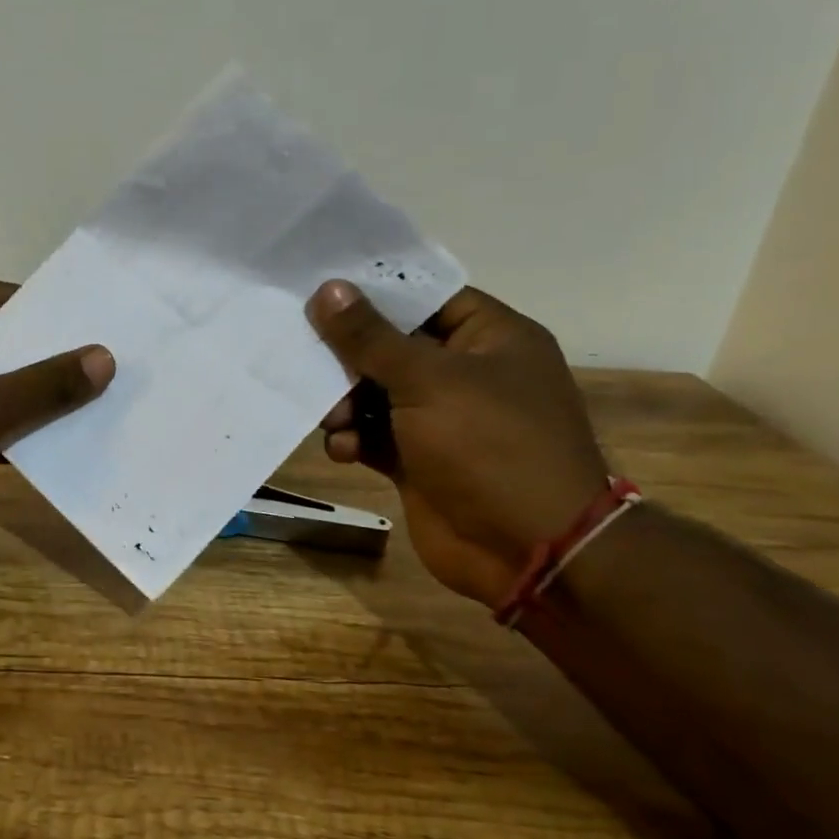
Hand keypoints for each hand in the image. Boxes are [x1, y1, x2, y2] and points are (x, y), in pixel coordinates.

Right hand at [308, 281, 608, 607]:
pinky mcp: (418, 459)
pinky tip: (342, 450)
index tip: (321, 290)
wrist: (527, 550)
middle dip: (349, 358)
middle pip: (392, 346)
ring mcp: (442, 419)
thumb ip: (371, 337)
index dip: (375, 292)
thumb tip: (329, 288)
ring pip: (375, 393)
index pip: (426, 298)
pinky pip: (372, 435)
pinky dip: (353, 439)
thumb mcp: (427, 381)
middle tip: (310, 361)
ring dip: (344, 403)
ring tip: (331, 419)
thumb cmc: (489, 446)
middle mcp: (467, 373)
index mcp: (491, 338)